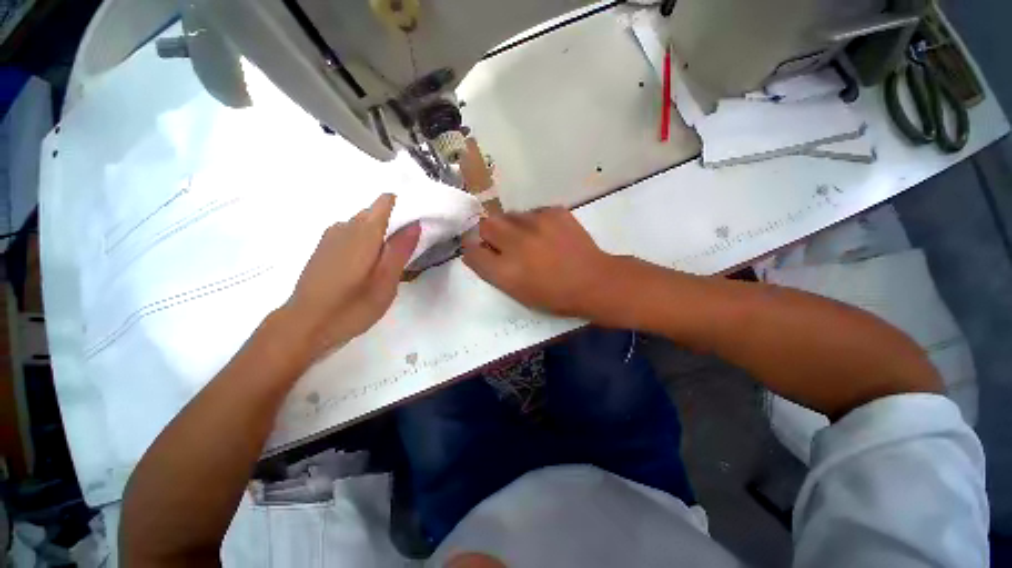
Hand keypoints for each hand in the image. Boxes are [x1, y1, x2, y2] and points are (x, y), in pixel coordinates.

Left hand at [285, 194, 419, 359]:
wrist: (304, 325)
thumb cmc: (351, 305)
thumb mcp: (386, 281)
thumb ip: (400, 249)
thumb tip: (415, 223)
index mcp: (363, 231)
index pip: (386, 201)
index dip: (405, 207)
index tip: (417, 225)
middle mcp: (345, 226)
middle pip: (376, 212)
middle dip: (395, 225)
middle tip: (407, 252)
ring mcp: (331, 237)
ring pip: (363, 225)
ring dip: (380, 236)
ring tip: (388, 263)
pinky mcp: (324, 248)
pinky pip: (351, 234)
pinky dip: (366, 242)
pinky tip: (367, 268)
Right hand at [462, 208, 615, 318]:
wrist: (593, 281)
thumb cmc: (554, 296)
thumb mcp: (518, 292)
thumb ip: (494, 271)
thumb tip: (480, 251)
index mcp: (505, 271)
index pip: (471, 251)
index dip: (473, 250)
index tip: (480, 250)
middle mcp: (515, 243)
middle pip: (485, 225)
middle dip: (489, 233)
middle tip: (505, 243)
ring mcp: (536, 224)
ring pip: (509, 215)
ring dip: (512, 227)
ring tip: (530, 239)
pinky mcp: (554, 212)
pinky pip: (532, 212)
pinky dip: (534, 222)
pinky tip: (548, 234)